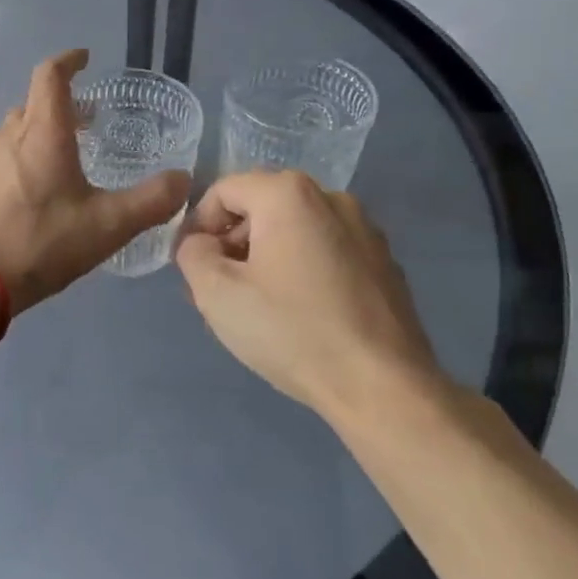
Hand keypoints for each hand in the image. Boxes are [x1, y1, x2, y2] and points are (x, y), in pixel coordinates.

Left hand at [0, 50, 188, 313]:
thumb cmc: (42, 242)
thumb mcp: (108, 225)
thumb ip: (151, 201)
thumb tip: (183, 180)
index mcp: (43, 133)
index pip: (50, 76)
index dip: (69, 60)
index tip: (86, 58)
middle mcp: (11, 137)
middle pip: (34, 102)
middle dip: (63, 101)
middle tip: (90, 117)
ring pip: (17, 129)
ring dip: (43, 129)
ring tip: (70, 151)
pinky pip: (5, 155)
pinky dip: (26, 154)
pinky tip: (41, 187)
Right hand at [175, 170, 442, 416]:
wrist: (381, 387)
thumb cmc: (291, 331)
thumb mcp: (216, 293)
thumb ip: (192, 254)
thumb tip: (202, 244)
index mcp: (289, 194)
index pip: (223, 191)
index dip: (198, 226)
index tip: (193, 268)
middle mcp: (332, 198)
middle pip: (261, 207)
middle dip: (232, 243)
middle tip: (219, 290)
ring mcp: (365, 230)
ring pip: (295, 230)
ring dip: (266, 257)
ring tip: (257, 306)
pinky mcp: (385, 263)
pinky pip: (326, 252)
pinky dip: (302, 270)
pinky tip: (300, 315)